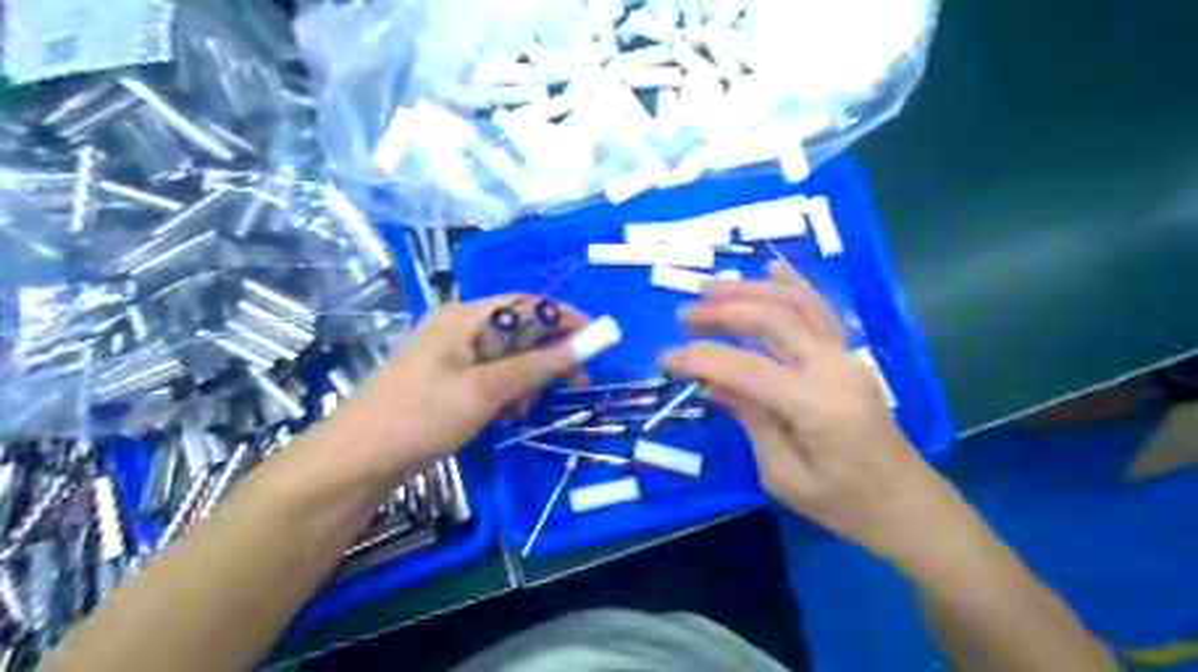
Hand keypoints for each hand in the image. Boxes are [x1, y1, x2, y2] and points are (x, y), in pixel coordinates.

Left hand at [334, 296, 588, 472]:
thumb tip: (583, 345)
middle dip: (548, 354)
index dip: (563, 317)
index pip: (526, 303)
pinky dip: (505, 393)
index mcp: (462, 317)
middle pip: (518, 331)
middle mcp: (457, 329)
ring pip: (506, 358)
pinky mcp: (446, 382)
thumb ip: (534, 366)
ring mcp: (450, 357)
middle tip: (577, 380)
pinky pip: (489, 378)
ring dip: (526, 379)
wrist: (355, 462)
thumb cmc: (419, 418)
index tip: (595, 337)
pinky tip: (504, 416)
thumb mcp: (483, 391)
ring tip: (523, 410)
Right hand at [665, 263, 960, 560]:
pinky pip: (820, 310)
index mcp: (816, 406)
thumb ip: (749, 420)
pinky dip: (793, 286)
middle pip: (772, 319)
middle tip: (683, 316)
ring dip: (750, 291)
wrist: (905, 504)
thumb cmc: (843, 504)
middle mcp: (833, 368)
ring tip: (711, 288)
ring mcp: (846, 356)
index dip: (701, 359)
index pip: (746, 369)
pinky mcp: (849, 355)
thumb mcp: (782, 475)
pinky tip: (771, 270)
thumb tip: (712, 382)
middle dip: (722, 311)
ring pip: (796, 304)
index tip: (665, 358)